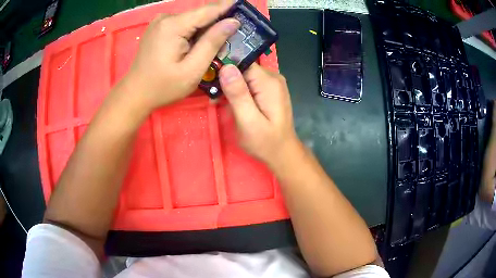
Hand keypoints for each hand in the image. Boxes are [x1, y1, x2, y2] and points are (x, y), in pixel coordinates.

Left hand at [122, 1, 239, 111]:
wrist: (136, 93)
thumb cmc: (163, 86)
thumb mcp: (192, 69)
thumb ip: (212, 43)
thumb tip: (232, 22)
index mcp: (173, 25)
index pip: (208, 10)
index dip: (229, 7)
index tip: (245, 5)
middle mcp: (166, 18)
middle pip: (200, 15)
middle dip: (218, 22)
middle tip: (237, 32)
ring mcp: (160, 22)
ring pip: (193, 20)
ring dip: (206, 29)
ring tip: (220, 41)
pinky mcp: (159, 28)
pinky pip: (183, 25)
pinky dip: (194, 32)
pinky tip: (199, 44)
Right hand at [219, 63, 300, 167]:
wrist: (282, 152)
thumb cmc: (265, 142)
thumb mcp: (248, 121)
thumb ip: (238, 94)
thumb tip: (226, 67)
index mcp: (268, 82)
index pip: (242, 63)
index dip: (225, 71)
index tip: (213, 84)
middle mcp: (272, 77)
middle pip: (243, 68)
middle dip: (227, 81)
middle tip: (217, 99)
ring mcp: (272, 83)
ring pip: (244, 75)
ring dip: (232, 87)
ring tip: (224, 104)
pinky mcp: (269, 89)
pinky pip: (250, 82)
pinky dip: (239, 91)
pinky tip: (234, 104)